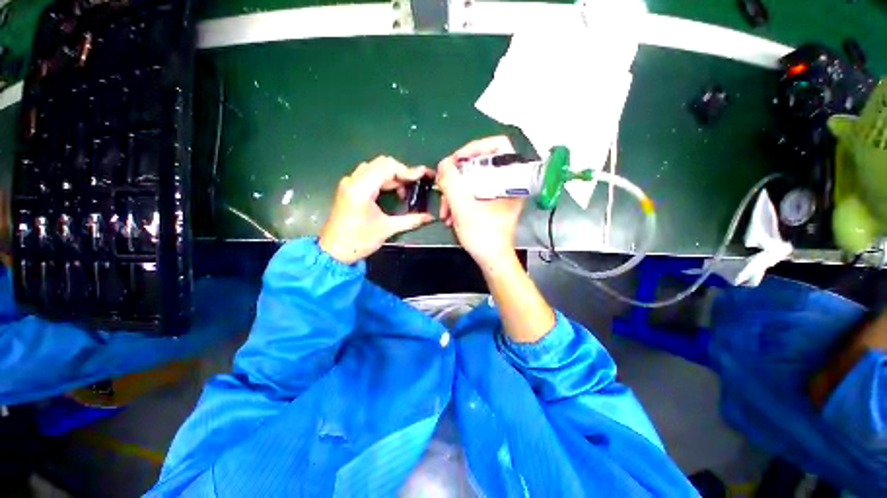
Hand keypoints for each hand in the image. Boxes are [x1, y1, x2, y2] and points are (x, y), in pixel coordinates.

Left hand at [319, 157, 433, 263]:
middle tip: (415, 184)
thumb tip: (430, 217)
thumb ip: (411, 220)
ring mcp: (349, 183)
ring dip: (392, 176)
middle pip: (382, 163)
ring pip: (375, 168)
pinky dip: (383, 180)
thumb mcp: (387, 229)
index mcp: (361, 188)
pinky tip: (393, 191)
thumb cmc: (359, 240)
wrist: (334, 252)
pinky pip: (369, 175)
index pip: (388, 167)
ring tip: (405, 190)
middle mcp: (353, 180)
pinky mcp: (349, 189)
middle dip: (401, 172)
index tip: (423, 175)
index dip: (408, 170)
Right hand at [437, 136, 523, 267]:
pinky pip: (473, 192)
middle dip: (457, 178)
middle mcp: (507, 182)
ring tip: (445, 211)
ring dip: (455, 192)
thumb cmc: (483, 236)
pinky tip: (450, 215)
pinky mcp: (492, 203)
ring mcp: (499, 193)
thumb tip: (443, 164)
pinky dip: (460, 200)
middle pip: (479, 164)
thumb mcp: (463, 207)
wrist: (491, 259)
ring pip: (473, 180)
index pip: (498, 145)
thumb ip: (451, 182)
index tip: (455, 162)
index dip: (474, 148)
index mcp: (510, 179)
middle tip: (444, 189)